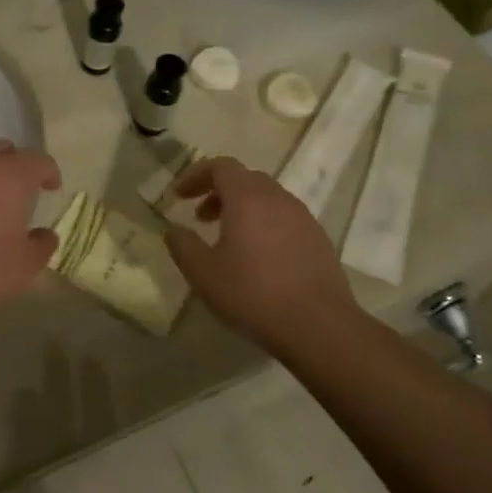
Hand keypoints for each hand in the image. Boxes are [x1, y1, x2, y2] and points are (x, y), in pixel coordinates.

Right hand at [164, 158, 369, 356]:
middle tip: (201, 217)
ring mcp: (303, 218)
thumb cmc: (253, 293)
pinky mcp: (319, 239)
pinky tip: (259, 258)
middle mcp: (278, 198)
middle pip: (245, 179)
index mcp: (247, 198)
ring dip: (243, 209)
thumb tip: (172, 230)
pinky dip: (265, 225)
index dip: (196, 176)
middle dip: (219, 192)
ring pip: (267, 199)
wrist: (319, 326)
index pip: (221, 166)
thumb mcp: (204, 273)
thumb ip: (183, 246)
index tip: (179, 196)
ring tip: (228, 239)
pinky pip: (285, 219)